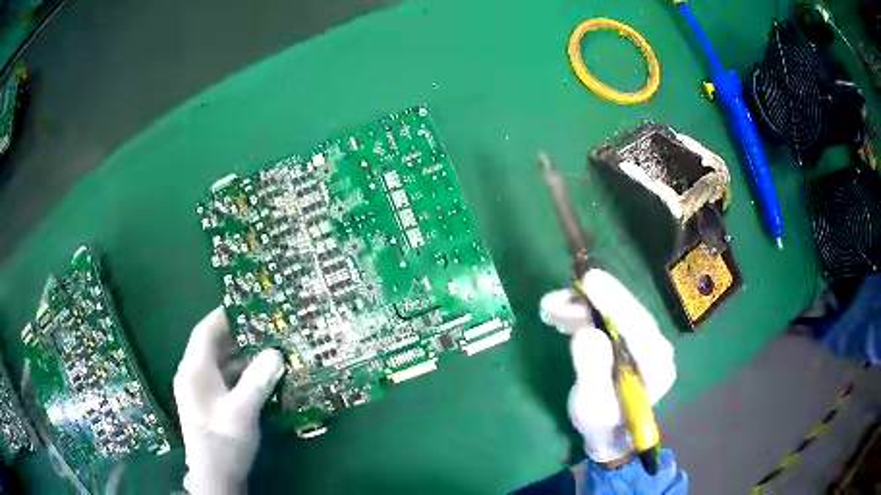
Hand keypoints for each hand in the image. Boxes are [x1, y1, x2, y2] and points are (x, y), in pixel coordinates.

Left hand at [173, 307, 284, 494]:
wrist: (215, 478)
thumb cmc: (224, 443)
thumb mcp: (242, 413)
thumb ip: (257, 381)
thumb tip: (275, 353)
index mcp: (194, 371)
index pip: (204, 332)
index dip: (223, 316)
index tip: (247, 306)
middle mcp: (193, 376)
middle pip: (212, 346)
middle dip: (237, 336)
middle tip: (265, 328)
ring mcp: (199, 392)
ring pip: (219, 364)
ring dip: (241, 357)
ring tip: (268, 350)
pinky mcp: (208, 405)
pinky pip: (223, 380)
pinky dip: (239, 374)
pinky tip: (260, 378)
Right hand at [540, 269, 675, 464]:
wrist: (608, 432)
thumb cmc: (601, 424)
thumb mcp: (591, 406)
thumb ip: (592, 371)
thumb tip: (587, 332)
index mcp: (657, 367)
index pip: (640, 329)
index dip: (615, 303)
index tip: (590, 282)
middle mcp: (657, 347)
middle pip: (629, 313)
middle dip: (594, 301)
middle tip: (560, 294)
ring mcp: (644, 340)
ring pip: (616, 311)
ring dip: (582, 306)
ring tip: (549, 308)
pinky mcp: (629, 337)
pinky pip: (608, 316)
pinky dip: (583, 311)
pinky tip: (560, 312)